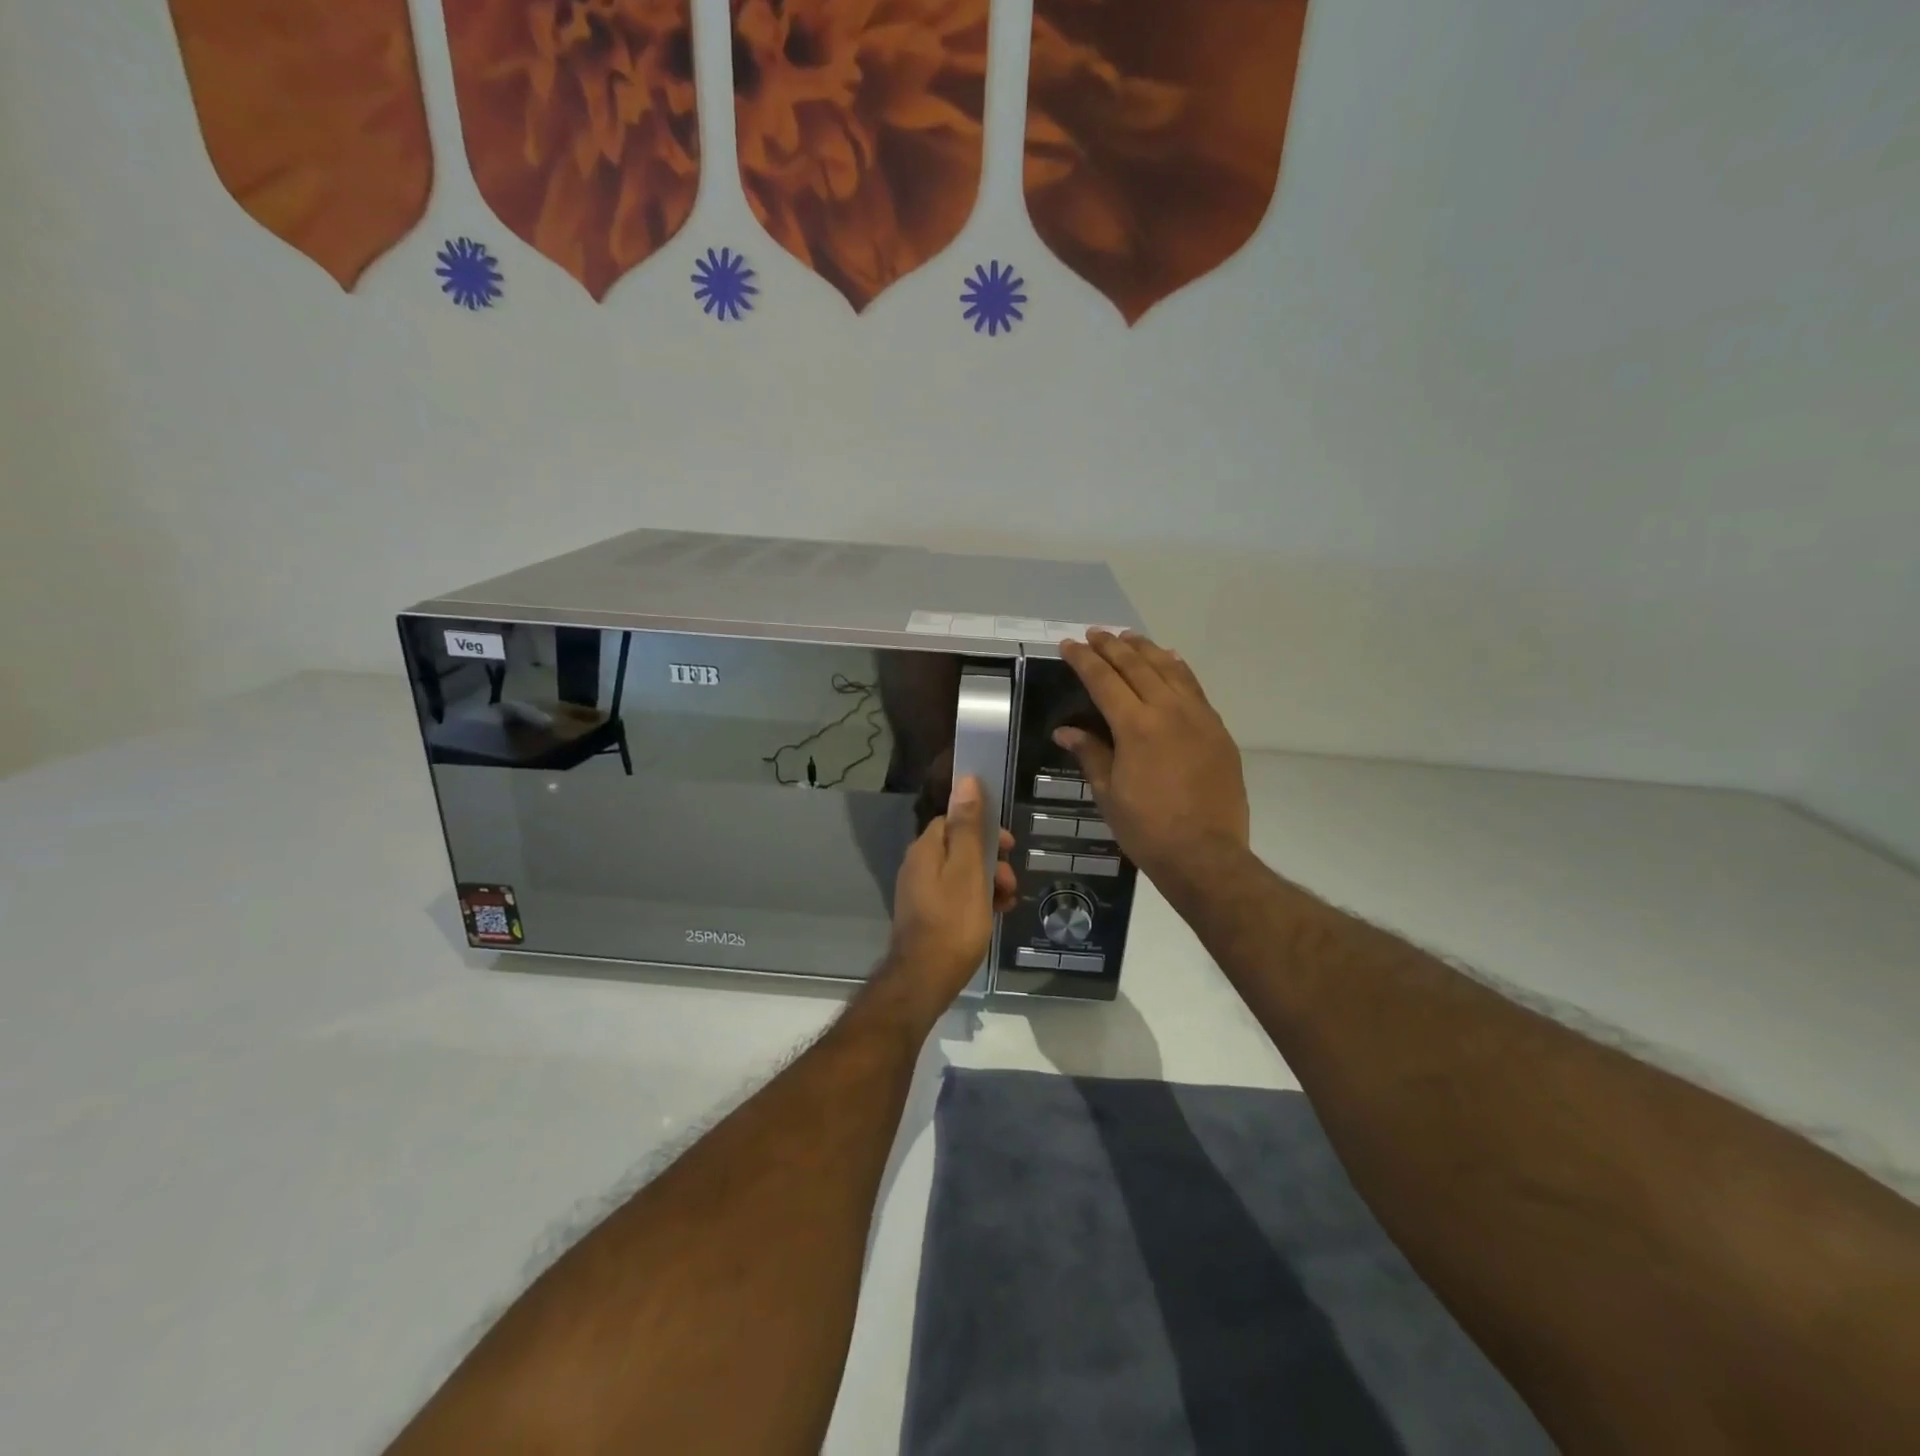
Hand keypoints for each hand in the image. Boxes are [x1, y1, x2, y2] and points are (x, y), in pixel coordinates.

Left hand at [880, 777, 1017, 1014]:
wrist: (924, 979)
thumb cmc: (953, 922)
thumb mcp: (968, 870)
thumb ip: (968, 826)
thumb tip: (966, 779)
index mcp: (926, 849)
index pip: (954, 820)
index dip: (984, 828)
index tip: (1009, 846)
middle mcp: (918, 865)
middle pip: (960, 847)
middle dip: (991, 859)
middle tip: (1011, 881)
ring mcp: (920, 892)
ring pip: (961, 874)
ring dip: (988, 881)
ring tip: (1008, 901)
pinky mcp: (926, 915)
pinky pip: (956, 896)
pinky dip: (977, 900)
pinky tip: (994, 915)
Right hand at [1056, 631, 1250, 897]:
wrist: (1206, 854)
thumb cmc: (1147, 829)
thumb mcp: (1109, 794)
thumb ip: (1090, 754)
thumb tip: (1066, 730)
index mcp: (1136, 726)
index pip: (1104, 680)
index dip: (1084, 660)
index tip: (1069, 644)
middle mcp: (1169, 711)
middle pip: (1137, 666)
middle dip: (1112, 646)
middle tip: (1095, 633)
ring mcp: (1199, 718)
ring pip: (1170, 669)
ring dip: (1146, 650)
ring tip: (1129, 637)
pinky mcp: (1218, 730)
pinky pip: (1195, 687)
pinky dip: (1178, 669)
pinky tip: (1171, 661)